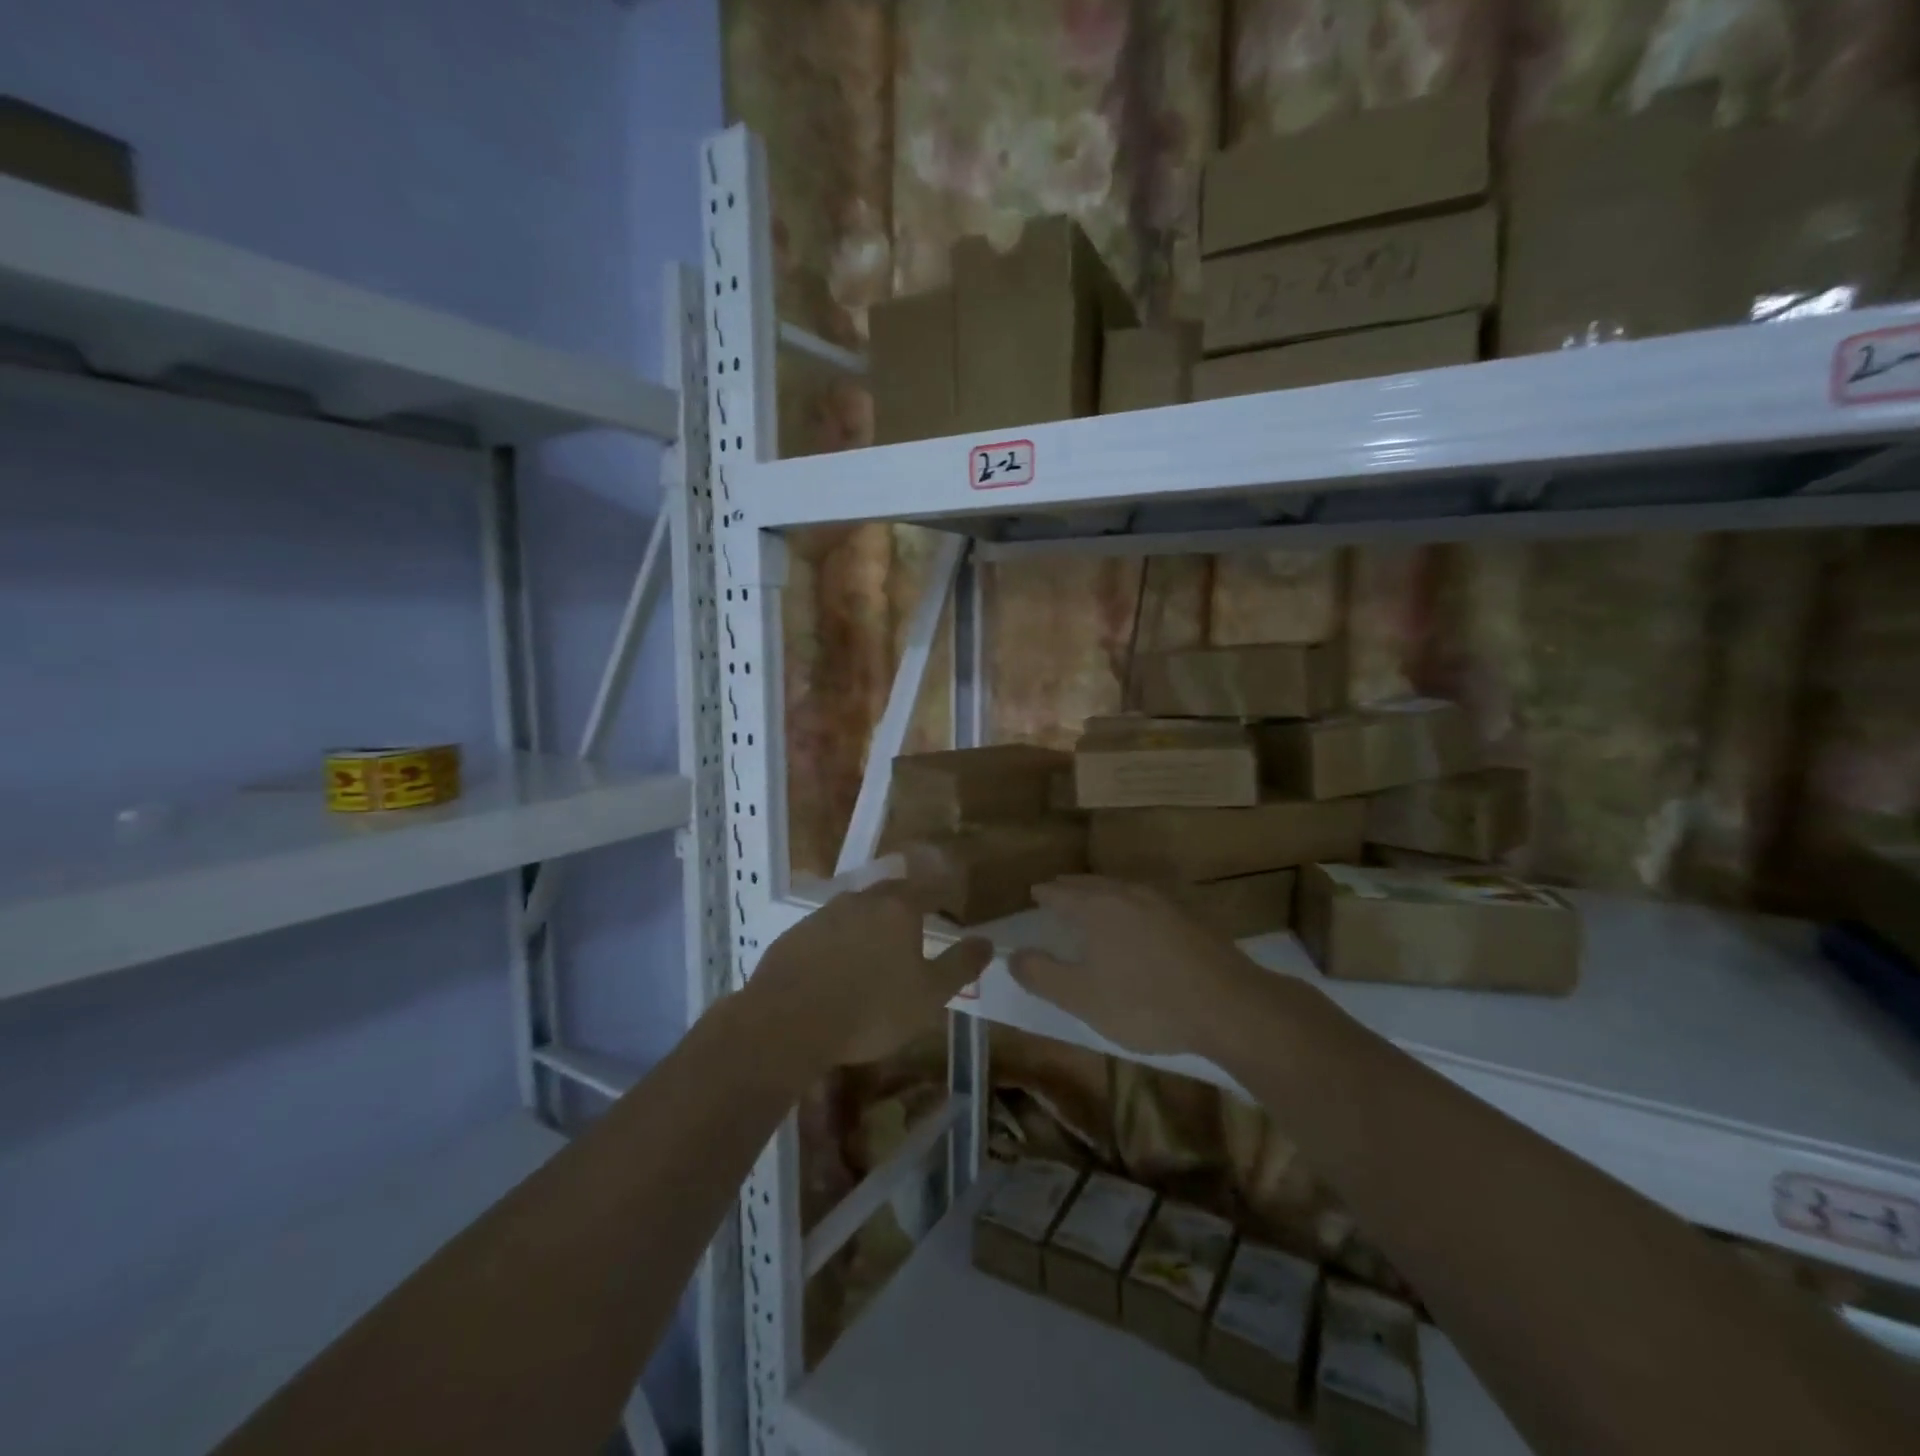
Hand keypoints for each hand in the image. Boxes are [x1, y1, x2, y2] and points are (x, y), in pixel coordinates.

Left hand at [750, 881, 991, 1066]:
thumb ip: (960, 965)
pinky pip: (827, 930)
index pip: (930, 888)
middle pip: (891, 892)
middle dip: (907, 904)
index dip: (944, 894)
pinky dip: (839, 941)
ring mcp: (824, 914)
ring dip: (870, 922)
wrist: (787, 1021)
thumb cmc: (871, 1009)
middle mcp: (861, 900)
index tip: (952, 906)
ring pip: (856, 909)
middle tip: (916, 924)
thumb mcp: (929, 995)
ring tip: (876, 948)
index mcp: (898, 908)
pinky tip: (837, 966)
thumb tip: (987, 941)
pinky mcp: (794, 935)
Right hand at [1008, 876, 1265, 1057]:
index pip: (1061, 893)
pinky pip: (1145, 902)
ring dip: (1101, 892)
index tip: (1034, 893)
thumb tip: (1012, 955)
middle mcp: (1128, 895)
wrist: (1229, 1006)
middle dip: (1071, 887)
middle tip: (1057, 890)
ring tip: (1092, 901)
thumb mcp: (1082, 998)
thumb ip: (1042, 975)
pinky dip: (1128, 905)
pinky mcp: (1189, 919)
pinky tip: (1136, 920)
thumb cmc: (1145, 1003)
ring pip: (1121, 889)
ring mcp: (1163, 904)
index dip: (1044, 894)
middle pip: (1091, 884)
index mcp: (1097, 908)